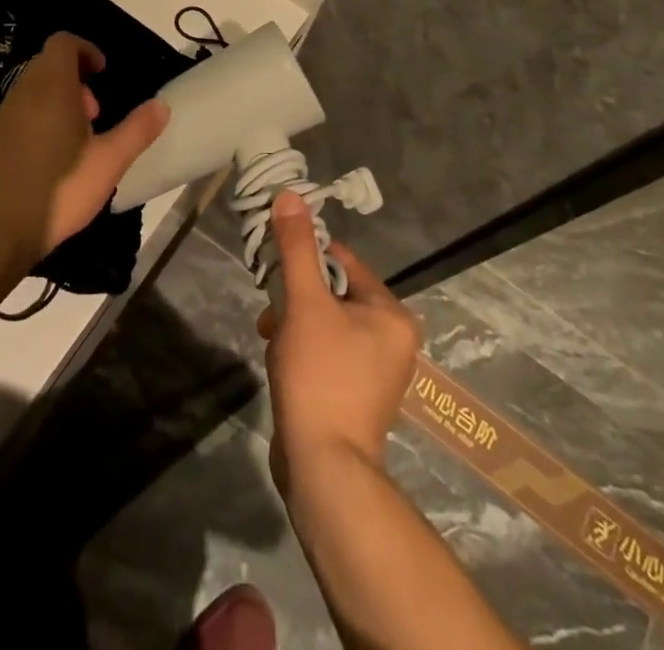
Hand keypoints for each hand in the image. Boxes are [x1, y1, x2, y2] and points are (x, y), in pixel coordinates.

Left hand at [0, 32, 169, 277]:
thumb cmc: (60, 189)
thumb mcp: (109, 161)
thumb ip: (137, 130)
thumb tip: (162, 106)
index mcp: (52, 87)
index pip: (63, 43)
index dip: (87, 50)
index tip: (104, 73)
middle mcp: (23, 93)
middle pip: (48, 63)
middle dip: (76, 77)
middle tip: (96, 112)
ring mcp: (4, 116)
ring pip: (34, 88)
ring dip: (60, 98)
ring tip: (79, 138)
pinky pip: (21, 111)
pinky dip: (41, 117)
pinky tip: (55, 158)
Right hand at [257, 191, 419, 487]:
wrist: (323, 468)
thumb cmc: (320, 376)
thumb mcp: (304, 303)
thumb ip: (297, 248)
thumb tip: (290, 195)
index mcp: (391, 313)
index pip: (343, 261)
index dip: (305, 260)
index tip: (276, 270)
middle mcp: (393, 338)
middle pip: (333, 292)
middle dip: (296, 298)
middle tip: (270, 313)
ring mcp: (377, 370)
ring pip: (326, 322)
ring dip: (294, 323)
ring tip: (272, 339)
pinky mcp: (357, 394)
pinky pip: (327, 351)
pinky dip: (302, 349)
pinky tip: (282, 362)